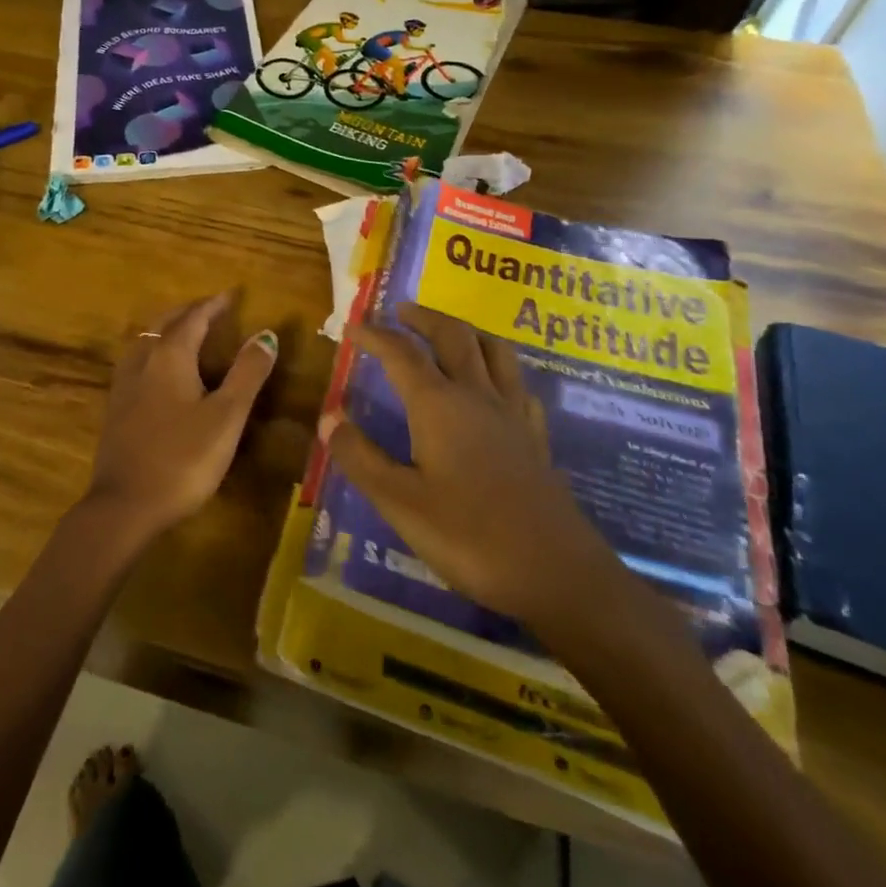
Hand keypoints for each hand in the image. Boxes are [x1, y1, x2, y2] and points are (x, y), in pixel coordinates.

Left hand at [84, 292, 277, 541]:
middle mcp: (143, 361)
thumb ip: (247, 373)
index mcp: (170, 356)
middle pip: (164, 324)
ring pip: (146, 341)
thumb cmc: (183, 458)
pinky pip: (137, 362)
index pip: (194, 318)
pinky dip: (154, 351)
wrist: (125, 505)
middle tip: (210, 308)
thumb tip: (266, 334)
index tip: (232, 294)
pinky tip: (158, 371)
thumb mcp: (227, 416)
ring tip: (185, 331)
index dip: (214, 305)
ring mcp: (124, 384)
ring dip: (167, 329)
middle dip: (188, 312)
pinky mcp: (116, 408)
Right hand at [320, 303, 619, 635]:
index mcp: (439, 405)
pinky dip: (499, 368)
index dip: (374, 335)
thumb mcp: (400, 503)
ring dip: (466, 330)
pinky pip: (518, 383)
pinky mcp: (535, 437)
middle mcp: (477, 395)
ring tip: (448, 332)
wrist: (558, 574)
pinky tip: (494, 385)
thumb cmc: (470, 537)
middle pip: (453, 335)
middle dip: (423, 317)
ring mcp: (513, 414)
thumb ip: (360, 457)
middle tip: (401, 312)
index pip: (401, 353)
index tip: (352, 326)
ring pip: (493, 349)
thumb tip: (328, 417)